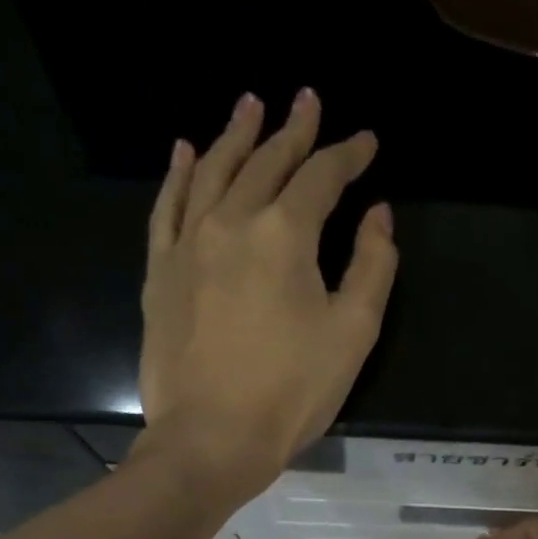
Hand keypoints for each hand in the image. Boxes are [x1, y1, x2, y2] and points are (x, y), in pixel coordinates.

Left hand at [136, 88, 397, 493]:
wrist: (211, 438)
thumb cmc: (292, 392)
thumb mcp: (353, 334)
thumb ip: (372, 267)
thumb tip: (377, 215)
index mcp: (285, 235)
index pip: (321, 177)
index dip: (347, 155)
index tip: (366, 142)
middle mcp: (232, 221)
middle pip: (266, 162)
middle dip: (293, 130)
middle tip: (307, 100)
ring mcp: (188, 244)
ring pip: (214, 172)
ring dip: (236, 135)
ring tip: (250, 104)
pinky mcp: (159, 273)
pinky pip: (167, 208)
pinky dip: (180, 175)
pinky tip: (186, 151)